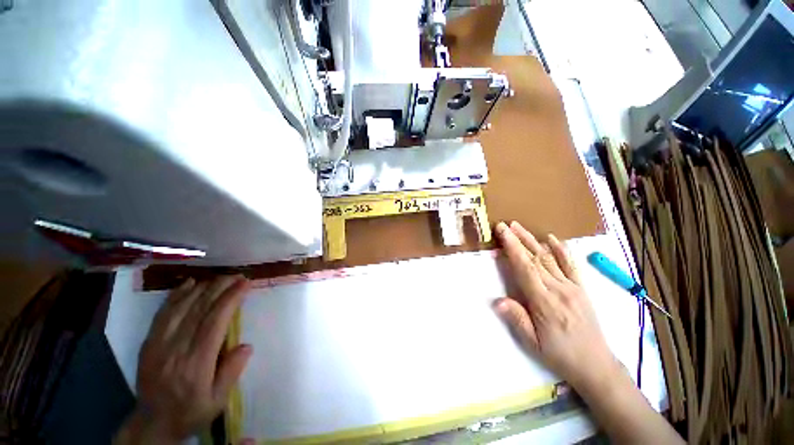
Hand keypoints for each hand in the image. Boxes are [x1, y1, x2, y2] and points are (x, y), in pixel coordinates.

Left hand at [116, 276, 251, 443]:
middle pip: (199, 310)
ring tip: (220, 277)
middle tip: (237, 276)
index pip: (215, 322)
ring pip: (181, 307)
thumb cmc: (191, 410)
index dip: (231, 299)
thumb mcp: (218, 400)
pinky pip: (163, 313)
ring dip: (202, 288)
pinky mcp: (148, 342)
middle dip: (220, 288)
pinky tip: (189, 283)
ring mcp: (158, 344)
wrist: (153, 422)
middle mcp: (176, 349)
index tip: (245, 283)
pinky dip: (176, 295)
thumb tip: (246, 345)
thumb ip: (232, 372)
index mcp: (196, 363)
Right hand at [493, 221, 620, 392]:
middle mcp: (559, 289)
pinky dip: (561, 250)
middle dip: (519, 239)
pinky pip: (571, 265)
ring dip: (533, 241)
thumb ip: (516, 319)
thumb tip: (497, 301)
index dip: (512, 247)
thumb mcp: (533, 343)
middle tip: (506, 224)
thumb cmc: (559, 354)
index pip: (525, 267)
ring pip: (550, 258)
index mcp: (544, 301)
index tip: (502, 232)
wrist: (595, 365)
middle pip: (535, 258)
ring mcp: (572, 287)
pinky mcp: (581, 288)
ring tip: (520, 227)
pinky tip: (551, 238)